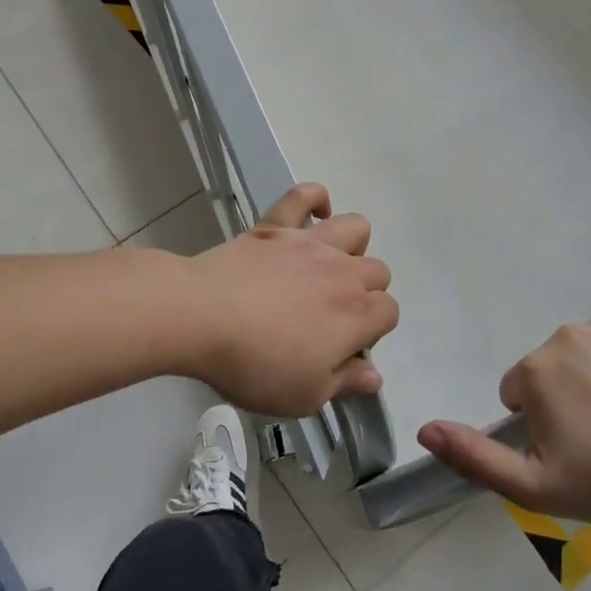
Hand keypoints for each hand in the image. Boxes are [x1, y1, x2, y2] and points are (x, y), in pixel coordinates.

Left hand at [183, 184, 398, 418]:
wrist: (201, 316)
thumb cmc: (255, 364)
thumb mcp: (304, 395)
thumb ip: (345, 383)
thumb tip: (374, 375)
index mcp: (357, 314)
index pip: (389, 313)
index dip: (372, 331)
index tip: (343, 348)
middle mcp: (343, 271)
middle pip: (378, 271)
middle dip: (365, 293)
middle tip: (330, 316)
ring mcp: (310, 243)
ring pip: (356, 228)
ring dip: (352, 246)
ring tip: (328, 267)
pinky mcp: (276, 225)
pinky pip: (303, 195)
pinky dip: (314, 199)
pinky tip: (313, 215)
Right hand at [417, 313, 590, 529]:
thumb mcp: (532, 486)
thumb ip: (472, 455)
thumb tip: (423, 428)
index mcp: (535, 370)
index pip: (520, 390)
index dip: (541, 422)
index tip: (572, 449)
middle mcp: (567, 334)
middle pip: (554, 365)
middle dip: (568, 394)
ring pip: (590, 349)